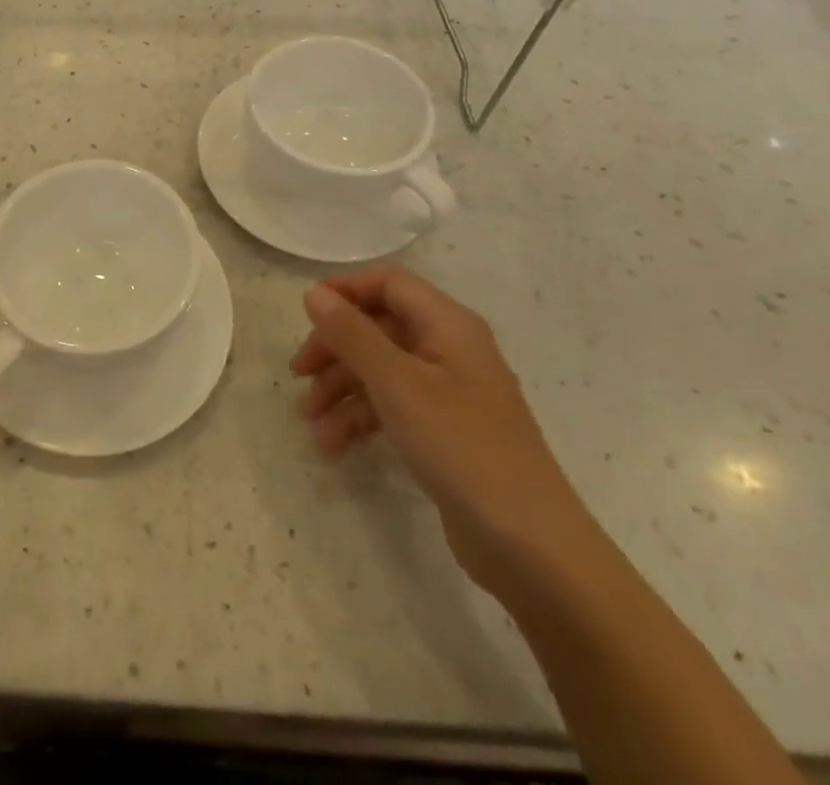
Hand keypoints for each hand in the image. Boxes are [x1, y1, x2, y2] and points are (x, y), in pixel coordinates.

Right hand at [290, 269, 591, 594]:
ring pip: (382, 371)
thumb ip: (352, 334)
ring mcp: (450, 393)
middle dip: (335, 349)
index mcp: (448, 325)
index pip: (389, 284)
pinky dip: (362, 420)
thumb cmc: (461, 446)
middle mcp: (450, 349)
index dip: (346, 291)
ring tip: (310, 423)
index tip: (305, 314)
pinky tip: (335, 446)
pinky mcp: (446, 432)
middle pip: (379, 328)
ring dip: (342, 390)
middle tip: (299, 375)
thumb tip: (314, 293)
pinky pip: (393, 408)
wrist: (530, 546)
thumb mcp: (397, 384)